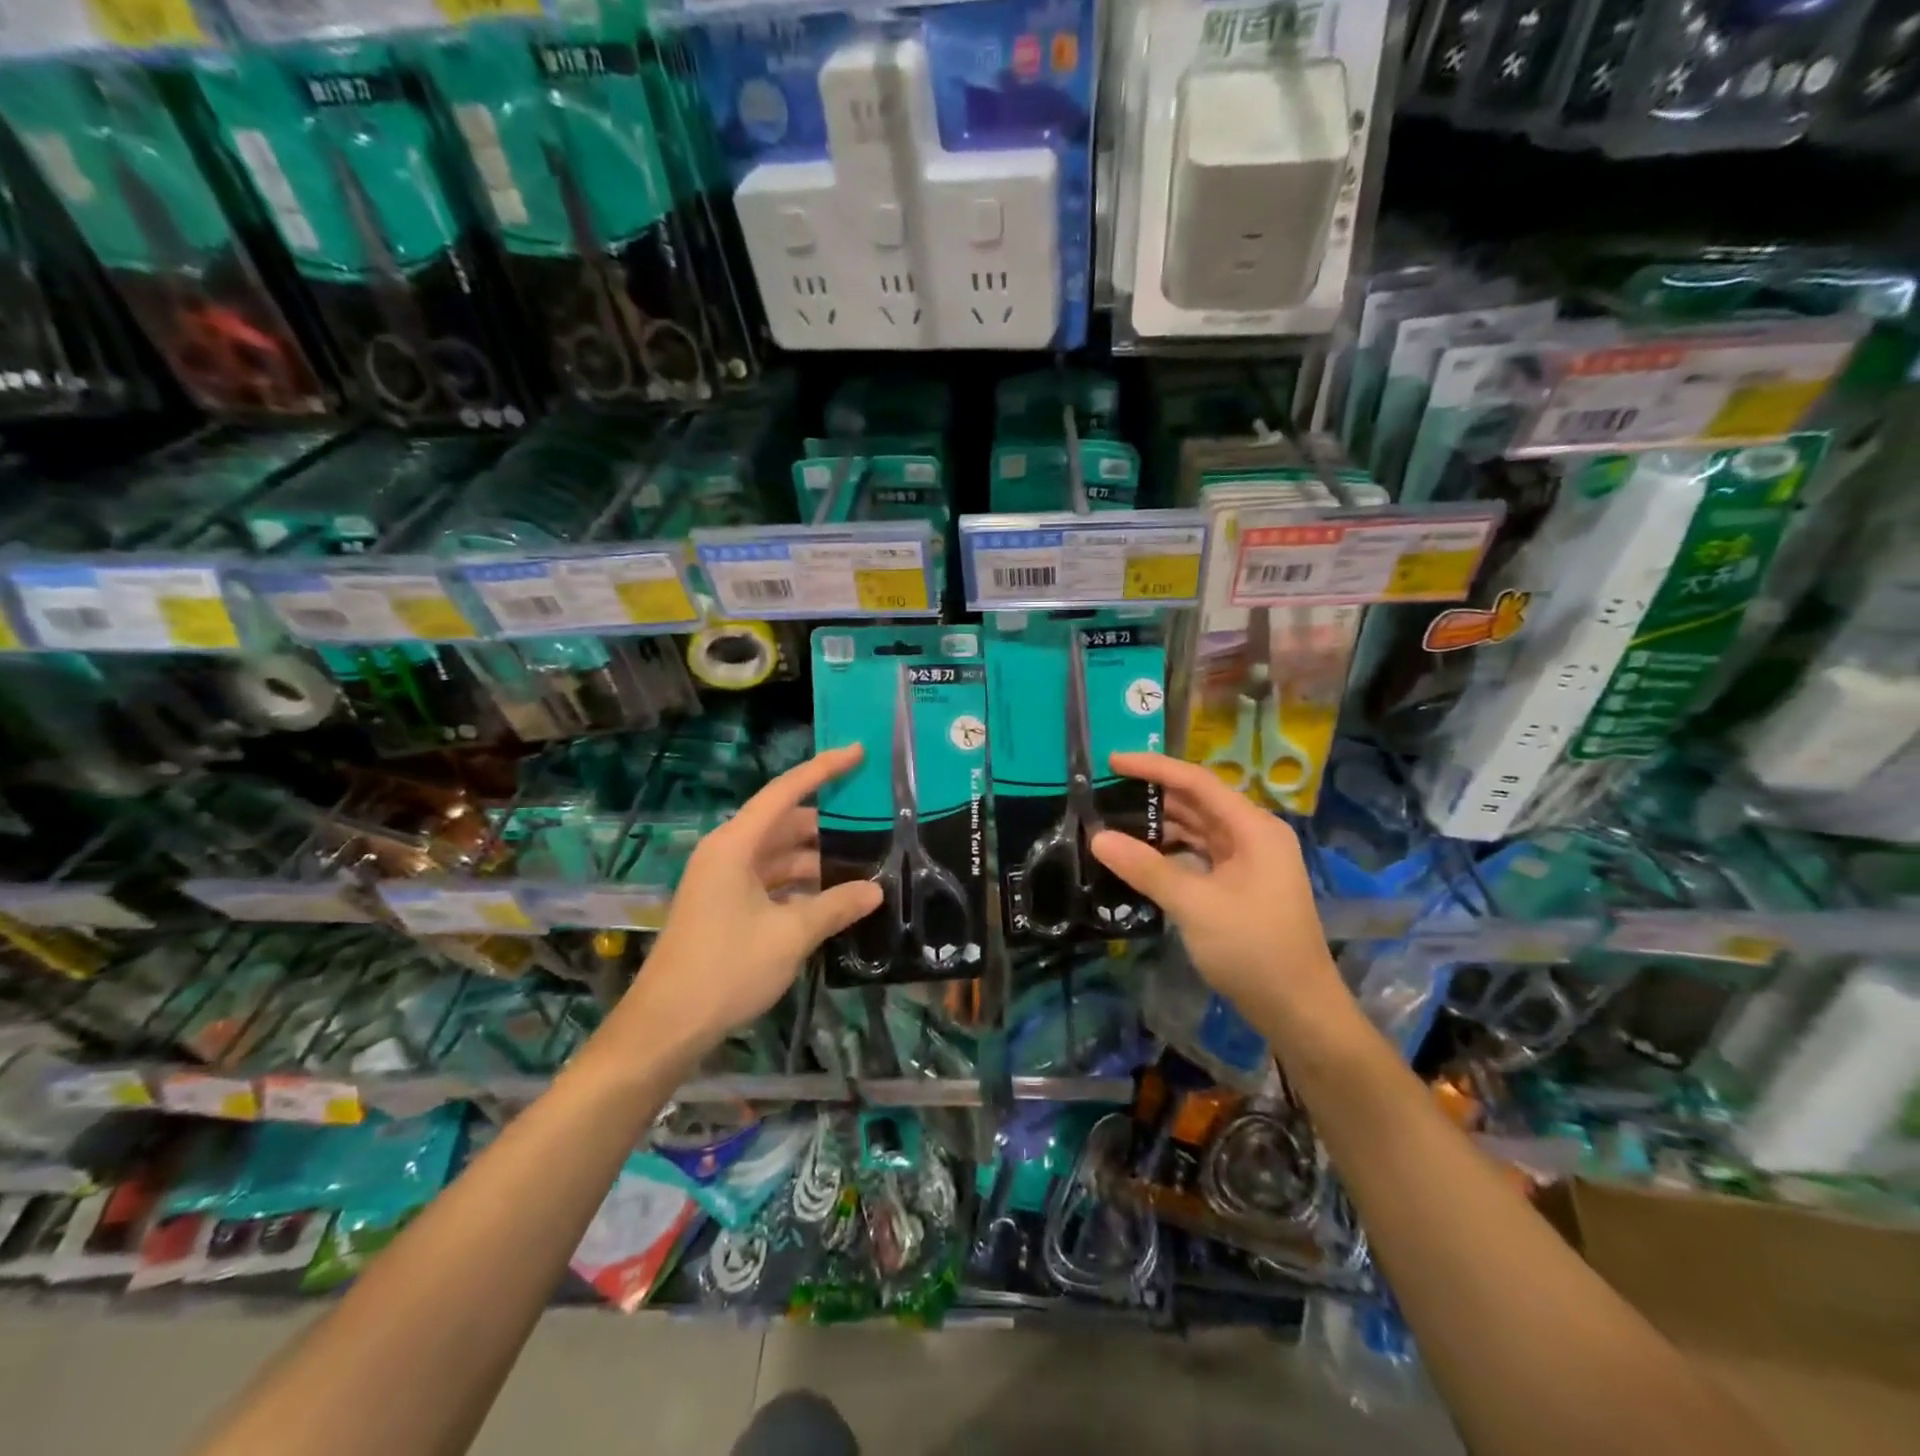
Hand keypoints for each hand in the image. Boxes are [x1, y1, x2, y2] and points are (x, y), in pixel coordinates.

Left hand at [615, 746, 881, 1056]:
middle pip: (785, 824)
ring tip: (864, 866)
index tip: (858, 753)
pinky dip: (801, 886)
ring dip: (817, 861)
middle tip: (875, 825)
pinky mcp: (725, 907)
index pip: (785, 792)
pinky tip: (833, 900)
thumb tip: (876, 890)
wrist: (667, 1026)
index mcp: (735, 846)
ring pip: (779, 856)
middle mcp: (728, 853)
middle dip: (829, 826)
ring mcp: (724, 881)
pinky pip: (771, 882)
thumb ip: (835, 906)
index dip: (823, 770)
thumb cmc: (726, 969)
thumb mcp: (790, 935)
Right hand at [1089, 751, 1349, 1034]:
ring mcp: (1249, 862)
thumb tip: (1097, 837)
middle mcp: (1254, 836)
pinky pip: (1200, 855)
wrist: (1298, 1009)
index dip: (1154, 767)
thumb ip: (1145, 867)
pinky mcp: (1241, 885)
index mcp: (1253, 828)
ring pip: (1198, 830)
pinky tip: (1142, 858)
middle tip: (1106, 793)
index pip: (1197, 782)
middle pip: (1198, 803)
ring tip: (1115, 823)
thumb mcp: (1194, 904)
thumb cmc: (1252, 948)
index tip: (1112, 761)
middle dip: (1153, 796)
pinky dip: (1172, 851)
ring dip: (1160, 825)